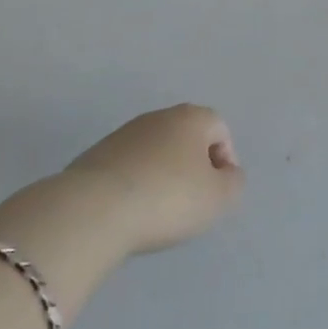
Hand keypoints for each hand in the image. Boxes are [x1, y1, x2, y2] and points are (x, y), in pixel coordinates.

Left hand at [61, 104, 245, 255]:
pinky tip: (131, 211)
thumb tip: (227, 174)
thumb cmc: (167, 199)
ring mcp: (124, 133)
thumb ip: (234, 183)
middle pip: (187, 138)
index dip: (225, 162)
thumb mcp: (218, 198)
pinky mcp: (96, 155)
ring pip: (156, 152)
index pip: (220, 130)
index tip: (216, 194)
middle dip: (193, 167)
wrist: (93, 210)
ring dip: (163, 176)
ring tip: (158, 212)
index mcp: (192, 117)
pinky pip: (129, 167)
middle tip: (191, 203)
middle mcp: (159, 116)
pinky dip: (136, 184)